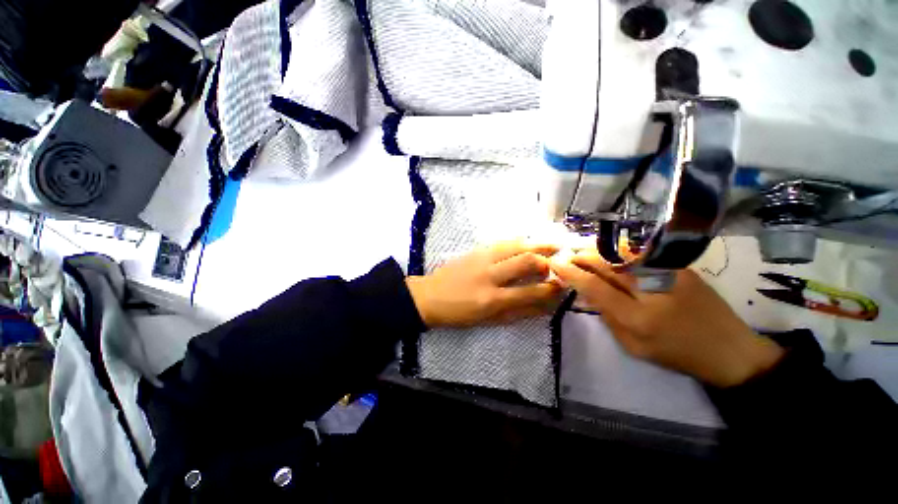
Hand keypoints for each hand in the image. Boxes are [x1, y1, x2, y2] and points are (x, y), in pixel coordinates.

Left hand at [406, 241, 564, 327]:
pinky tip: (528, 241)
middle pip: (525, 260)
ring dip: (537, 244)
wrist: (430, 296)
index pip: (530, 293)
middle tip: (557, 263)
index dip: (552, 290)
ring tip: (552, 244)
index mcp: (492, 299)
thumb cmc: (459, 314)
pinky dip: (519, 240)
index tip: (563, 286)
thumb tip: (544, 306)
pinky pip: (502, 241)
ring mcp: (481, 259)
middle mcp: (489, 275)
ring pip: (515, 245)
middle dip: (547, 261)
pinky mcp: (475, 250)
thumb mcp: (488, 321)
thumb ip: (517, 312)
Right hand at [550, 251, 783, 387]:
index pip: (593, 287)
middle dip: (580, 256)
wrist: (730, 349)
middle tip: (566, 253)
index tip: (554, 263)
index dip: (570, 272)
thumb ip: (607, 318)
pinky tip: (607, 251)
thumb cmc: (677, 354)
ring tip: (580, 249)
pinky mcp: (679, 267)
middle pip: (605, 264)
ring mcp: (668, 274)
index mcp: (637, 318)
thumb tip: (587, 293)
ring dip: (596, 250)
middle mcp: (650, 291)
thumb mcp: (633, 347)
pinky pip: (639, 254)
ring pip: (621, 254)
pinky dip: (617, 251)